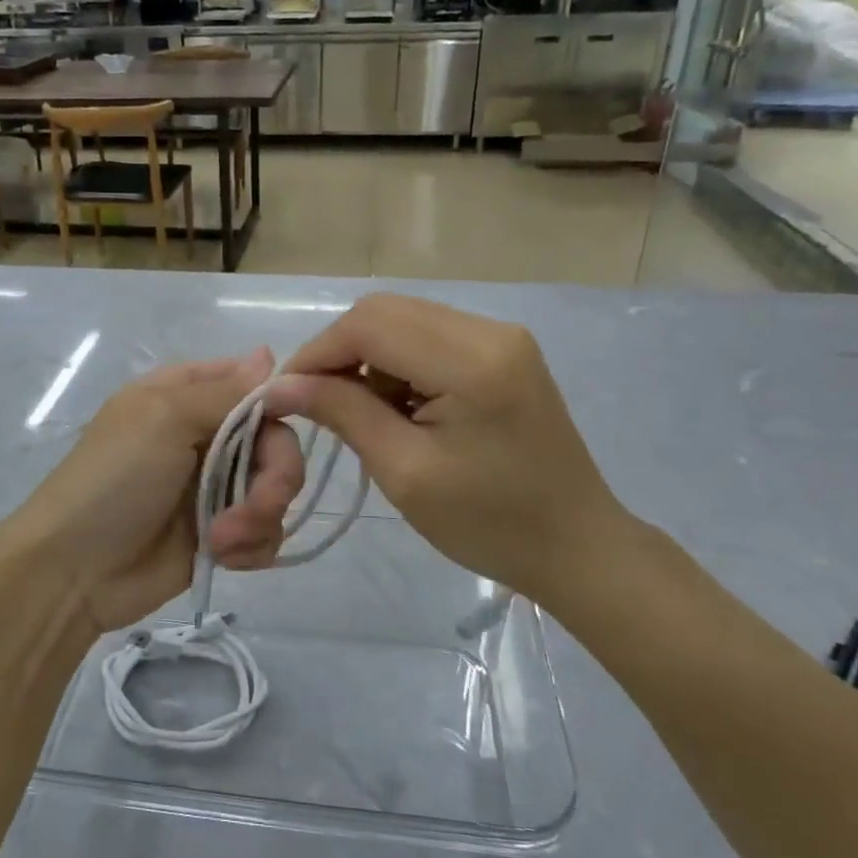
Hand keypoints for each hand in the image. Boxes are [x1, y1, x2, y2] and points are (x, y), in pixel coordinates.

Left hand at [0, 349, 305, 635]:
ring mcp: (215, 486)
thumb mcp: (165, 419)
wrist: (75, 570)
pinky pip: (266, 531)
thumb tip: (270, 355)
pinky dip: (253, 544)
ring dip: (260, 516)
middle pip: (276, 440)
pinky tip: (226, 556)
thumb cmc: (115, 479)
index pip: (251, 383)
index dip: (278, 401)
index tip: (287, 422)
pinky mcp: (222, 533)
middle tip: (259, 502)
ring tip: (223, 539)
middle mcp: (206, 436)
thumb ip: (225, 392)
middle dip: (276, 474)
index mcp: (187, 396)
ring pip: (276, 488)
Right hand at [260, 294, 638, 612]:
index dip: (317, 353)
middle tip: (317, 404)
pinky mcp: (503, 351)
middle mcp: (489, 330)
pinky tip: (398, 406)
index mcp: (471, 361)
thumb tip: (282, 385)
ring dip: (367, 358)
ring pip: (403, 320)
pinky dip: (396, 363)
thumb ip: (343, 413)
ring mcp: (501, 337)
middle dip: (338, 352)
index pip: (369, 325)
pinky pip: (428, 337)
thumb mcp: (404, 472)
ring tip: (361, 413)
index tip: (285, 395)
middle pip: (384, 311)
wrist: (575, 546)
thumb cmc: (489, 524)